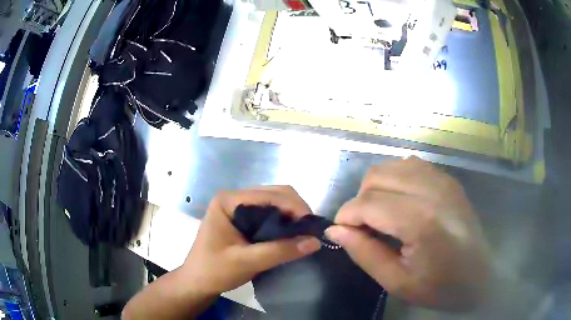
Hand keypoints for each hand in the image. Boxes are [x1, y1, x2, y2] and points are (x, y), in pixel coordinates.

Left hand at [180, 186, 321, 294]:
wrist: (196, 282)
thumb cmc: (214, 271)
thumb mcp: (247, 262)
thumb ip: (280, 251)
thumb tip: (315, 241)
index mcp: (228, 200)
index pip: (270, 194)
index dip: (295, 207)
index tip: (313, 227)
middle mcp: (234, 197)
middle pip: (274, 193)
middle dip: (296, 210)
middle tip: (310, 231)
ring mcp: (238, 206)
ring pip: (274, 202)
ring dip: (291, 215)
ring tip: (304, 233)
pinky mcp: (242, 217)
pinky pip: (269, 213)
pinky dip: (284, 221)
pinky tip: (291, 234)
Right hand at [325, 157, 489, 310]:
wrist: (480, 276)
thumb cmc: (441, 287)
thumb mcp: (398, 282)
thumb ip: (365, 254)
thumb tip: (336, 230)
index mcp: (421, 221)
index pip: (368, 203)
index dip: (346, 216)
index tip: (342, 233)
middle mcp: (431, 190)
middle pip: (376, 177)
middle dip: (359, 201)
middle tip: (363, 228)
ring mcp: (442, 180)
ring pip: (391, 166)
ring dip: (376, 188)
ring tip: (381, 215)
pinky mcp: (448, 179)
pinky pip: (410, 165)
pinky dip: (395, 179)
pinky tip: (400, 202)